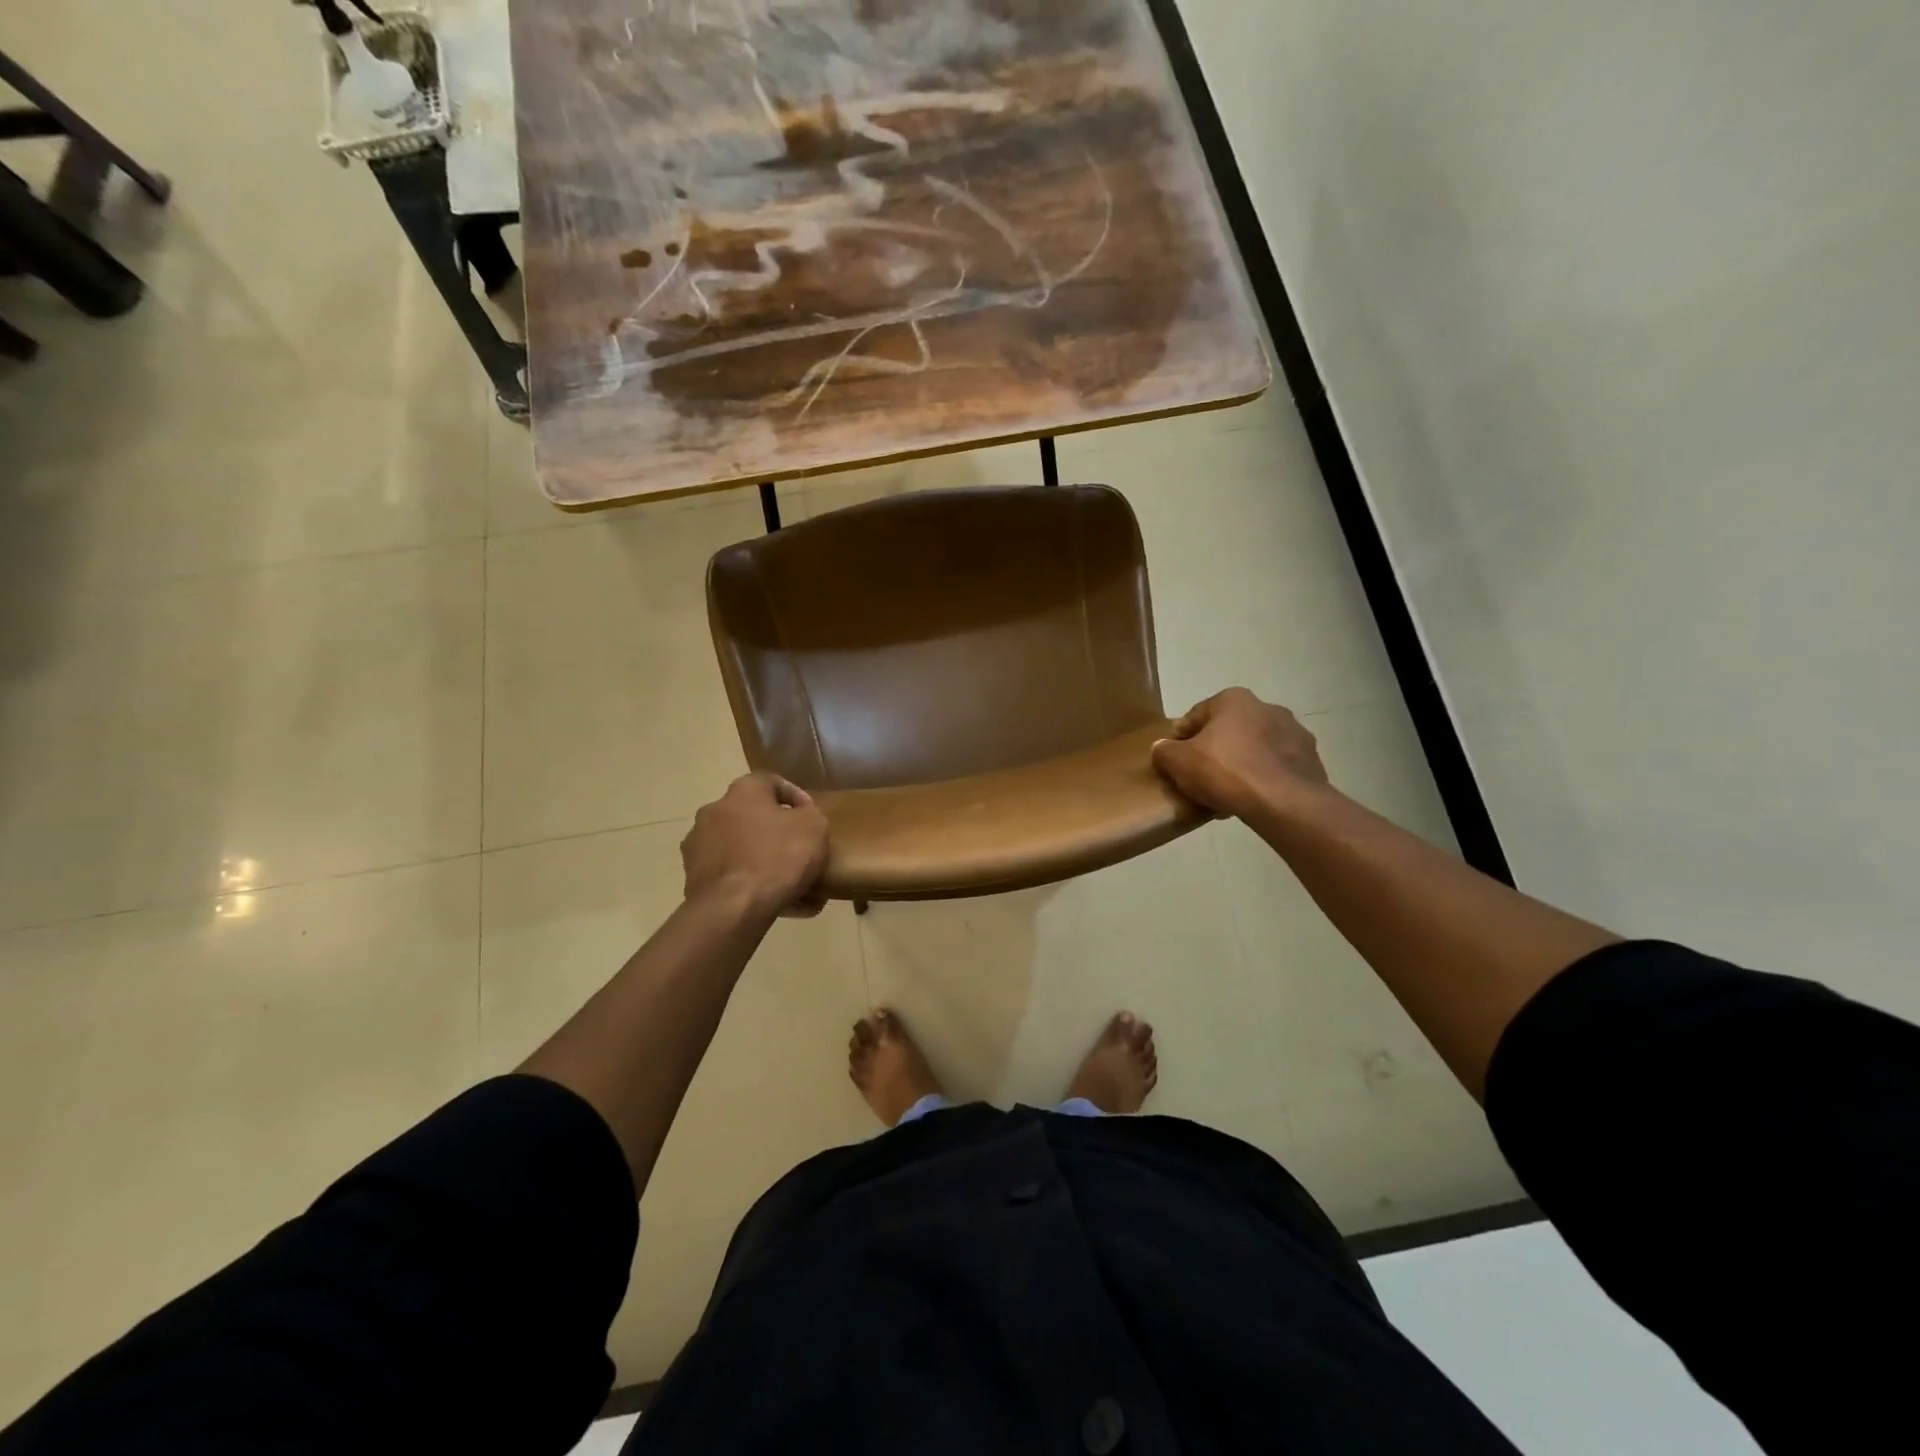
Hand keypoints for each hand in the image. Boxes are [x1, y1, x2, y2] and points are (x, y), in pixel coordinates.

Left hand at [681, 773, 829, 918]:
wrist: (733, 908)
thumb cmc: (778, 857)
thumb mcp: (814, 827)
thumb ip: (810, 814)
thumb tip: (800, 817)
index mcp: (743, 791)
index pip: (771, 782)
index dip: (795, 797)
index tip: (811, 816)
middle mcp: (714, 811)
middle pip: (753, 816)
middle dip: (776, 832)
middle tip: (800, 849)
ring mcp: (699, 846)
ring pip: (741, 848)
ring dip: (763, 859)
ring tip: (791, 882)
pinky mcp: (694, 878)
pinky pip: (732, 875)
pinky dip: (751, 883)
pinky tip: (777, 902)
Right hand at [1151, 688, 1329, 819]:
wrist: (1283, 802)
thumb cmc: (1225, 771)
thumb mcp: (1178, 762)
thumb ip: (1164, 751)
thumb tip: (1162, 748)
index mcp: (1234, 699)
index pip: (1197, 715)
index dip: (1181, 738)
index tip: (1174, 760)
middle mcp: (1267, 707)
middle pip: (1229, 731)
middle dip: (1215, 751)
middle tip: (1200, 777)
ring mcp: (1294, 733)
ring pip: (1255, 749)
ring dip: (1241, 765)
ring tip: (1226, 793)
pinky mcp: (1311, 760)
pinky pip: (1276, 768)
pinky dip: (1263, 779)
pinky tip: (1251, 799)